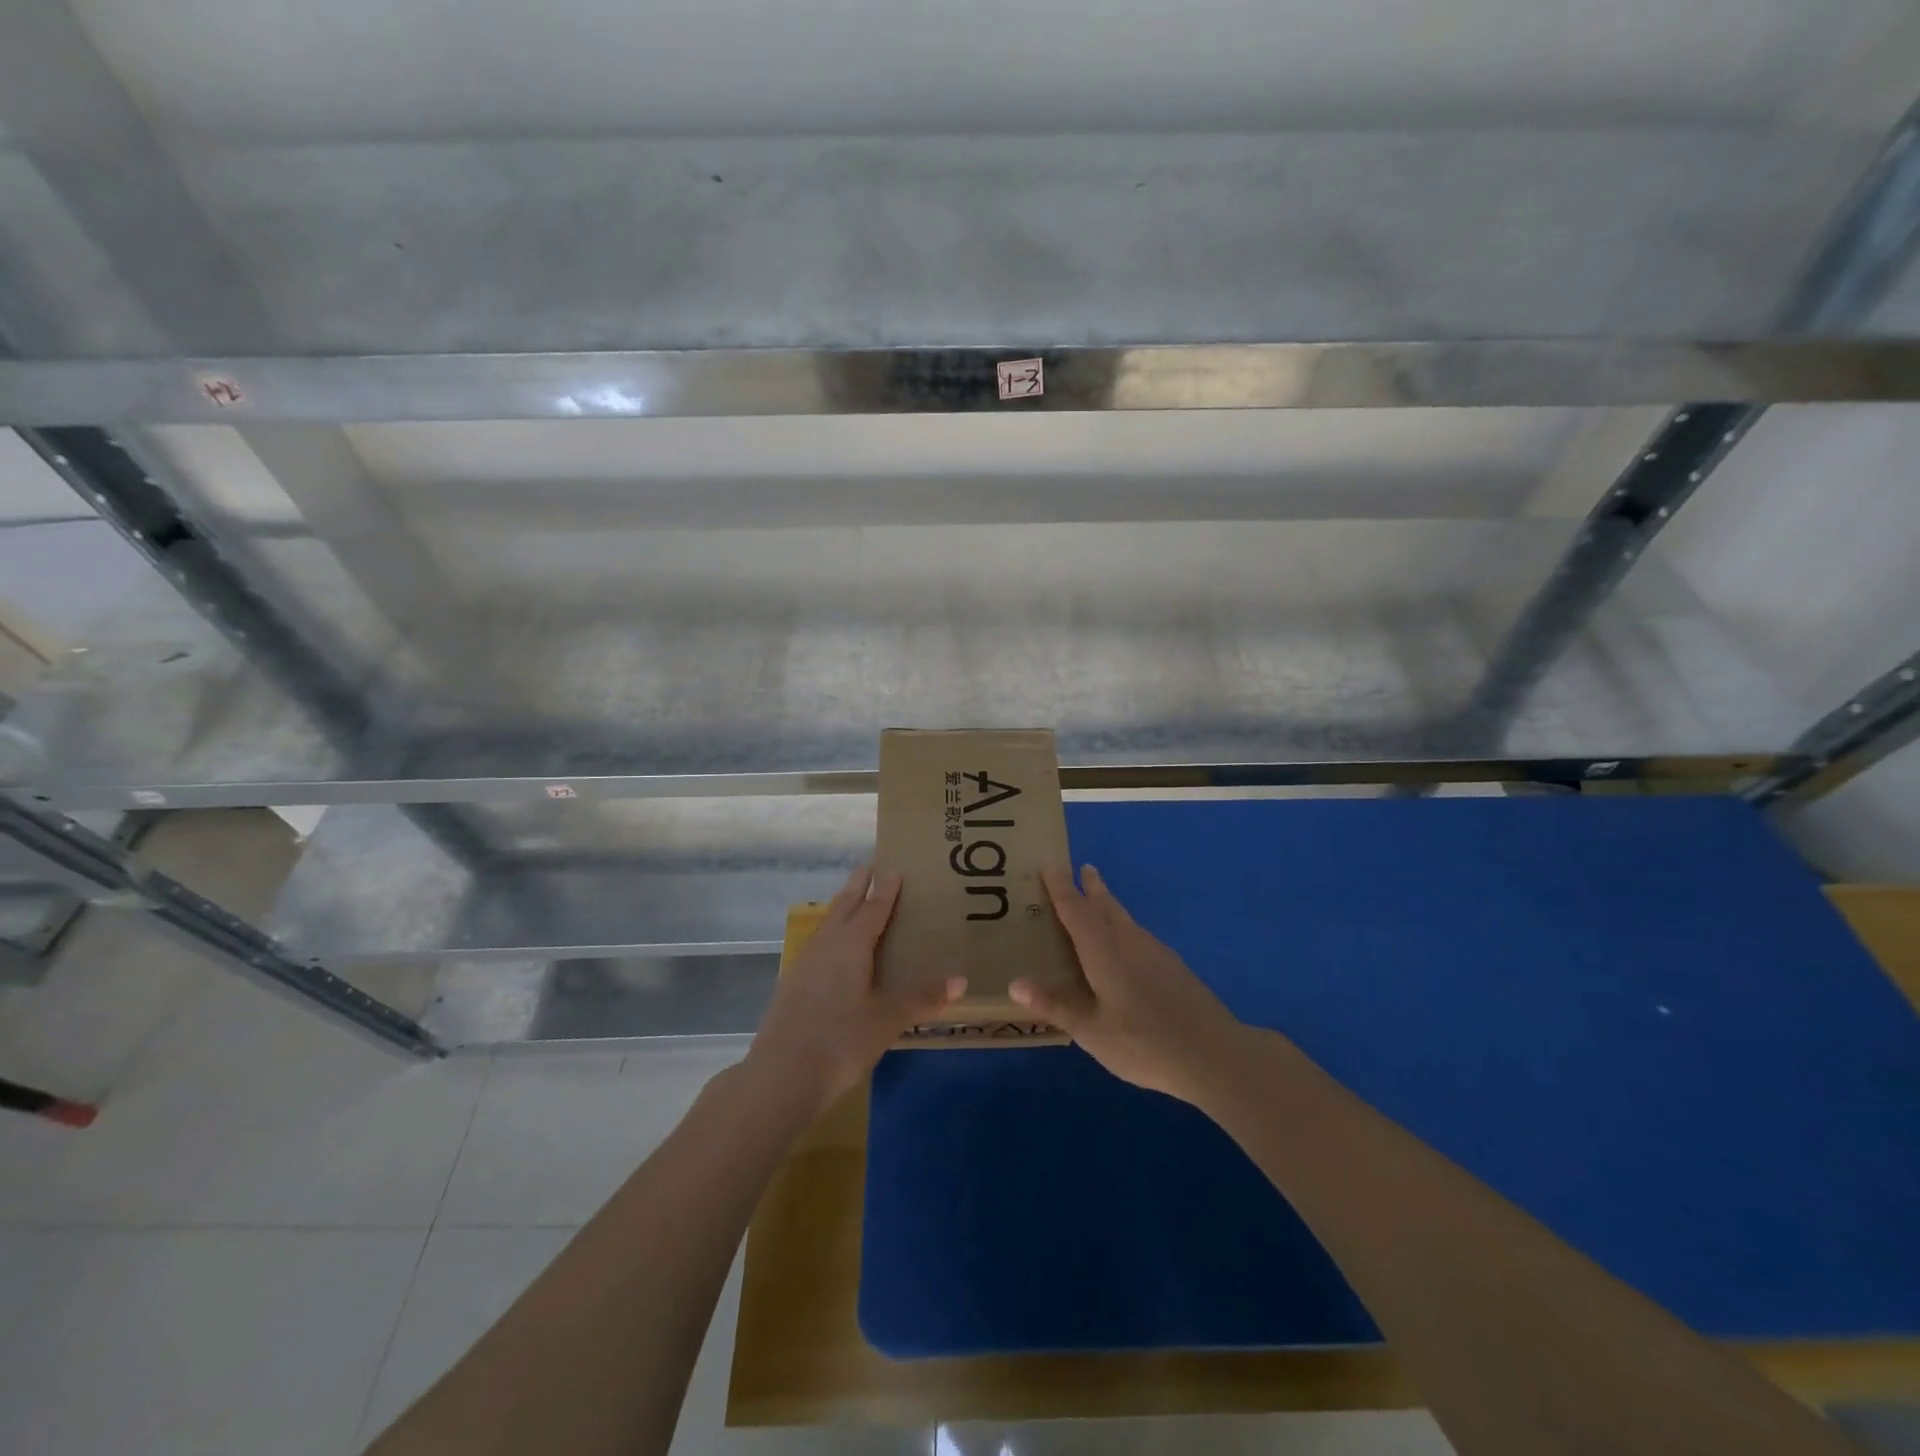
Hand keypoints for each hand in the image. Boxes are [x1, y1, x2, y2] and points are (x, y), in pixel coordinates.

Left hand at [745, 863, 964, 1115]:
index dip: (885, 887)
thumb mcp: (889, 1019)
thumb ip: (922, 998)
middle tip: (870, 865)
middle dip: (858, 884)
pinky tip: (834, 952)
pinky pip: (818, 945)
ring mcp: (805, 963)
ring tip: (854, 902)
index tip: (893, 866)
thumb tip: (960, 980)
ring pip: (828, 924)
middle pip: (844, 905)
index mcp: (852, 943)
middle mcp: (827, 944)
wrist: (782, 1074)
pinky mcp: (792, 984)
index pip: (873, 906)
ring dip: (842, 908)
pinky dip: (832, 935)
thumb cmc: (842, 1040)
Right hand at [1010, 864, 1245, 1103]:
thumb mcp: (1092, 1032)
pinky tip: (1126, 945)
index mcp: (1104, 951)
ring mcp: (1155, 952)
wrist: (1214, 1055)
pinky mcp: (1173, 966)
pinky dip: (1123, 927)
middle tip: (1082, 869)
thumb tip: (1014, 983)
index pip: (1076, 909)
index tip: (1048, 862)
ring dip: (1109, 904)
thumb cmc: (1144, 1043)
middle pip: (1106, 905)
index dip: (1060, 886)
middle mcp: (1129, 941)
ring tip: (1098, 899)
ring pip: (1125, 918)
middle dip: (1091, 886)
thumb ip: (1056, 1005)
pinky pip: (1138, 934)